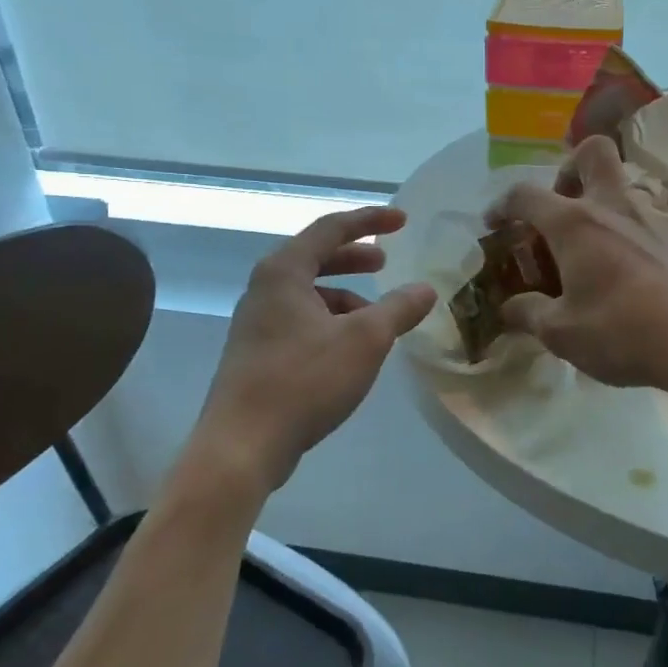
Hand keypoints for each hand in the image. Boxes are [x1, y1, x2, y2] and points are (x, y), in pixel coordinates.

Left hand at [189, 207, 435, 494]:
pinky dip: (331, 322)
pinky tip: (350, 351)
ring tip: (375, 318)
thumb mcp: (365, 340)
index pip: (331, 228)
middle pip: (315, 258)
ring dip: (345, 296)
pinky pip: (301, 322)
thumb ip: (398, 308)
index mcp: (284, 272)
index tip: (402, 221)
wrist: (242, 446)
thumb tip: (425, 289)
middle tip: (385, 262)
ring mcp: (256, 324)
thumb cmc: (304, 380)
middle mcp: (264, 289)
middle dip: (354, 257)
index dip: (370, 221)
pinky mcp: (257, 355)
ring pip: (309, 294)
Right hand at [489, 137, 667, 394]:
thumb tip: (511, 308)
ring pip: (620, 188)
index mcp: (574, 223)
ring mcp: (650, 219)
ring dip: (598, 207)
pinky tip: (622, 276)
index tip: (495, 224)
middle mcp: (612, 207)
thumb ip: (529, 315)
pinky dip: (623, 235)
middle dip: (568, 169)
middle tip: (559, 210)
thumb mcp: (562, 333)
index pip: (526, 194)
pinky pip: (641, 221)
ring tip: (587, 255)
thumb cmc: (622, 331)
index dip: (503, 204)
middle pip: (592, 152)